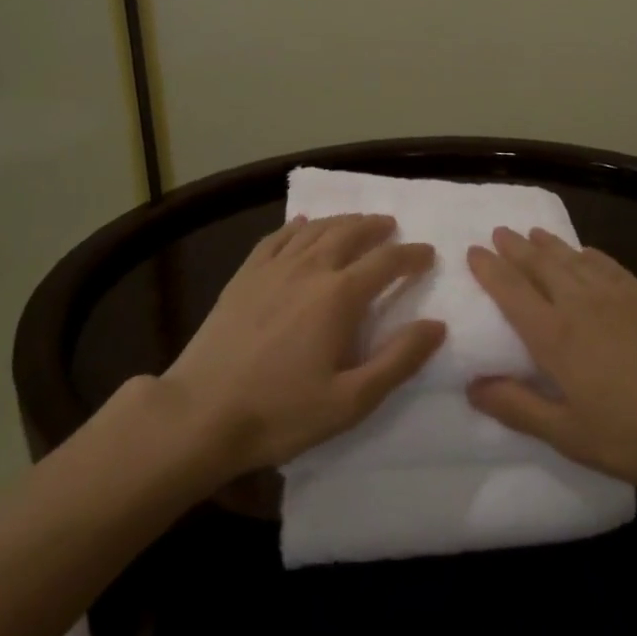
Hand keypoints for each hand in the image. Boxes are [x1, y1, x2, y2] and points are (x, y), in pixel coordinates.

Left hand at [156, 213, 443, 476]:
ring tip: (357, 221)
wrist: (200, 414)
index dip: (411, 255)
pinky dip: (297, 226)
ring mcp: (273, 269)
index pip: (386, 262)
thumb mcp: (351, 400)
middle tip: (391, 226)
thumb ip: (398, 360)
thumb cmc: (281, 413)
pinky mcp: (244, 276)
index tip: (428, 254)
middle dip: (376, 227)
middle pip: (350, 233)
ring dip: (342, 221)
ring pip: (315, 229)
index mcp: (339, 296)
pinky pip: (277, 237)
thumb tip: (436, 325)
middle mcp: (309, 269)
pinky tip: (303, 225)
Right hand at [466, 226, 636, 490]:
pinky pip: (609, 264)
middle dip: (516, 248)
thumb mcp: (570, 434)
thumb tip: (472, 386)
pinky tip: (587, 251)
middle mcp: (581, 304)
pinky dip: (590, 254)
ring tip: (533, 233)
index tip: (473, 251)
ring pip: (573, 259)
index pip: (512, 292)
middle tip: (499, 231)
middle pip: (541, 266)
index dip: (490, 270)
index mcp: (555, 336)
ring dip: (549, 244)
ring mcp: (617, 296)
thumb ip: (519, 408)